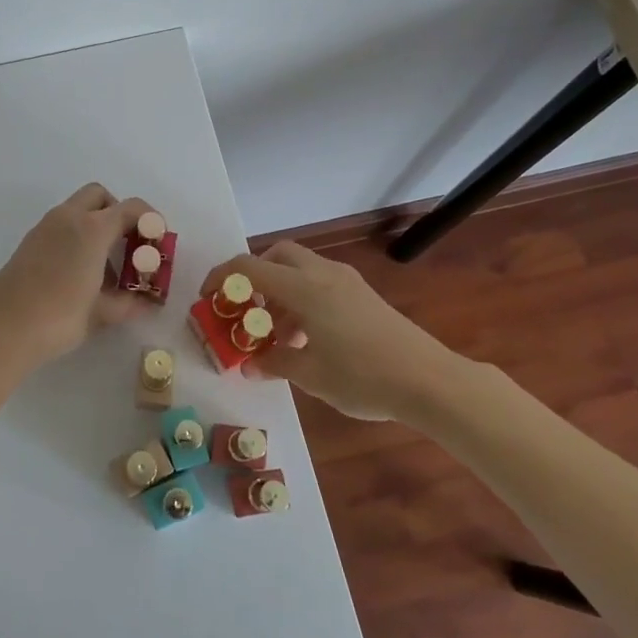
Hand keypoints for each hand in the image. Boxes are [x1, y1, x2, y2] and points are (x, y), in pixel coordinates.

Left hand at [0, 183, 153, 370]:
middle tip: (128, 247)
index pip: (131, 208)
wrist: (3, 328)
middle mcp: (68, 218)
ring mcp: (44, 228)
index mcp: (92, 229)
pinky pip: (61, 227)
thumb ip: (128, 303)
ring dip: (96, 227)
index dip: (150, 221)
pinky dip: (76, 237)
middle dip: (118, 214)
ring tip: (105, 270)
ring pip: (77, 210)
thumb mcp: (101, 313)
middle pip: (100, 196)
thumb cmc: (59, 316)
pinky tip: (79, 275)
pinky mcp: (29, 242)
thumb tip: (147, 303)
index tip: (157, 242)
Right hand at [201, 240, 491, 422]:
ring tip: (276, 335)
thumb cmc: (363, 376)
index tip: (208, 300)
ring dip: (279, 292)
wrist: (430, 380)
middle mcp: (323, 275)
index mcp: (304, 288)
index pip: (249, 267)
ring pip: (300, 269)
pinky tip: (307, 338)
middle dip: (254, 277)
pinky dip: (302, 299)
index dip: (221, 278)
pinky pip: (320, 283)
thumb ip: (274, 363)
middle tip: (247, 311)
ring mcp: (346, 282)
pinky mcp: (362, 295)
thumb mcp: (311, 375)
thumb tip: (251, 364)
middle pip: (276, 256)